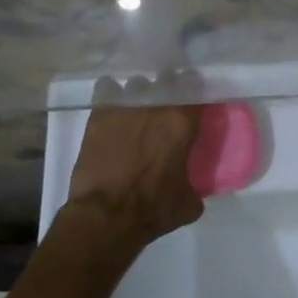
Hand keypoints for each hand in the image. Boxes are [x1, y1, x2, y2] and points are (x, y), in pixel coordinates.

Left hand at [65, 81, 202, 250]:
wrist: (105, 217)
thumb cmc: (153, 209)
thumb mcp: (189, 201)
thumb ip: (196, 182)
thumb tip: (192, 181)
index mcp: (183, 121)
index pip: (198, 92)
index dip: (197, 97)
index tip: (195, 106)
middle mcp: (157, 105)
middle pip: (168, 81)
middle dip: (169, 90)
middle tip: (167, 107)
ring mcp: (125, 106)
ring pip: (137, 84)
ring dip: (140, 94)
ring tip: (137, 108)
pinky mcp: (99, 114)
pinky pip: (107, 90)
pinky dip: (112, 94)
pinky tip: (113, 106)